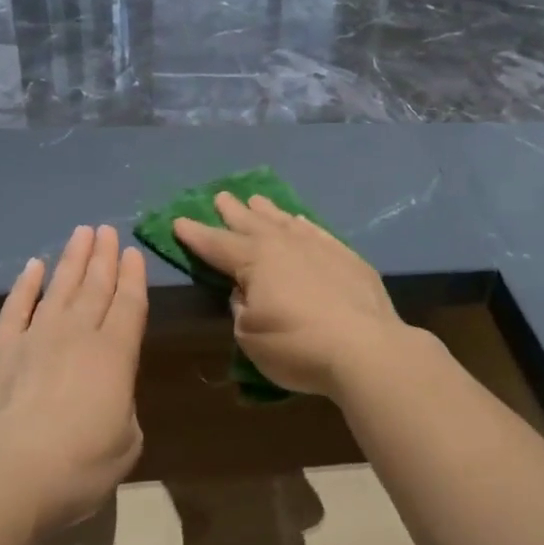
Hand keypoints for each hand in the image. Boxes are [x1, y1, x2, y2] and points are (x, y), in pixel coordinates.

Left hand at [0, 225, 146, 531]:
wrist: (1, 481)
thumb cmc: (76, 470)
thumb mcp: (125, 445)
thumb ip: (123, 409)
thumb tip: (110, 396)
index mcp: (115, 356)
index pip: (129, 305)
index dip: (134, 277)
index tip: (134, 252)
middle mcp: (77, 336)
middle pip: (95, 287)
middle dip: (105, 257)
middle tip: (108, 231)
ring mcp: (34, 338)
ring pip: (59, 287)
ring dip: (73, 259)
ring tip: (82, 234)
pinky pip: (16, 307)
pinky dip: (26, 285)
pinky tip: (34, 266)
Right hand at [174, 193, 405, 398]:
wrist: (365, 347)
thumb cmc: (297, 345)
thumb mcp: (250, 335)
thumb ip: (242, 308)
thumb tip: (246, 291)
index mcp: (254, 260)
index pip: (216, 244)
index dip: (196, 234)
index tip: (178, 221)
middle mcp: (283, 244)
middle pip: (251, 223)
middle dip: (232, 211)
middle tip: (220, 196)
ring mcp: (318, 246)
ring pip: (285, 221)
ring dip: (267, 211)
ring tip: (256, 200)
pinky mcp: (346, 256)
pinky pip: (316, 231)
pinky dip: (303, 224)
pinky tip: (300, 221)